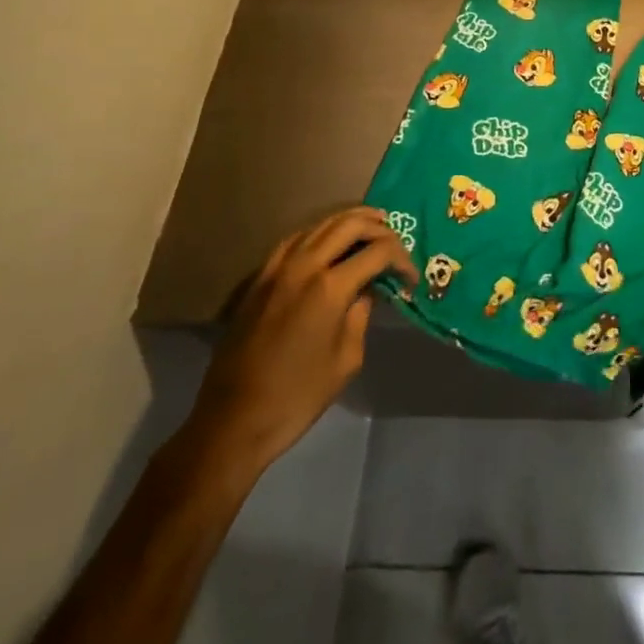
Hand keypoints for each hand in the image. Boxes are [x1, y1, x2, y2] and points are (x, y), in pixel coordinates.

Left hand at [184, 205, 415, 477]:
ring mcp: (278, 267)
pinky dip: (320, 232)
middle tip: (396, 243)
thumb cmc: (297, 397)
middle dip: (380, 228)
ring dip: (351, 222)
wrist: (233, 421)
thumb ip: (362, 314)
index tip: (410, 278)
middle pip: (351, 224)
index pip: (379, 251)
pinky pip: (297, 238)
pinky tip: (329, 242)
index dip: (402, 259)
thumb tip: (368, 289)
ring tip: (372, 228)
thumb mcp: (347, 359)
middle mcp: (305, 265)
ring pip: (322, 223)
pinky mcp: (261, 277)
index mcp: (330, 287)